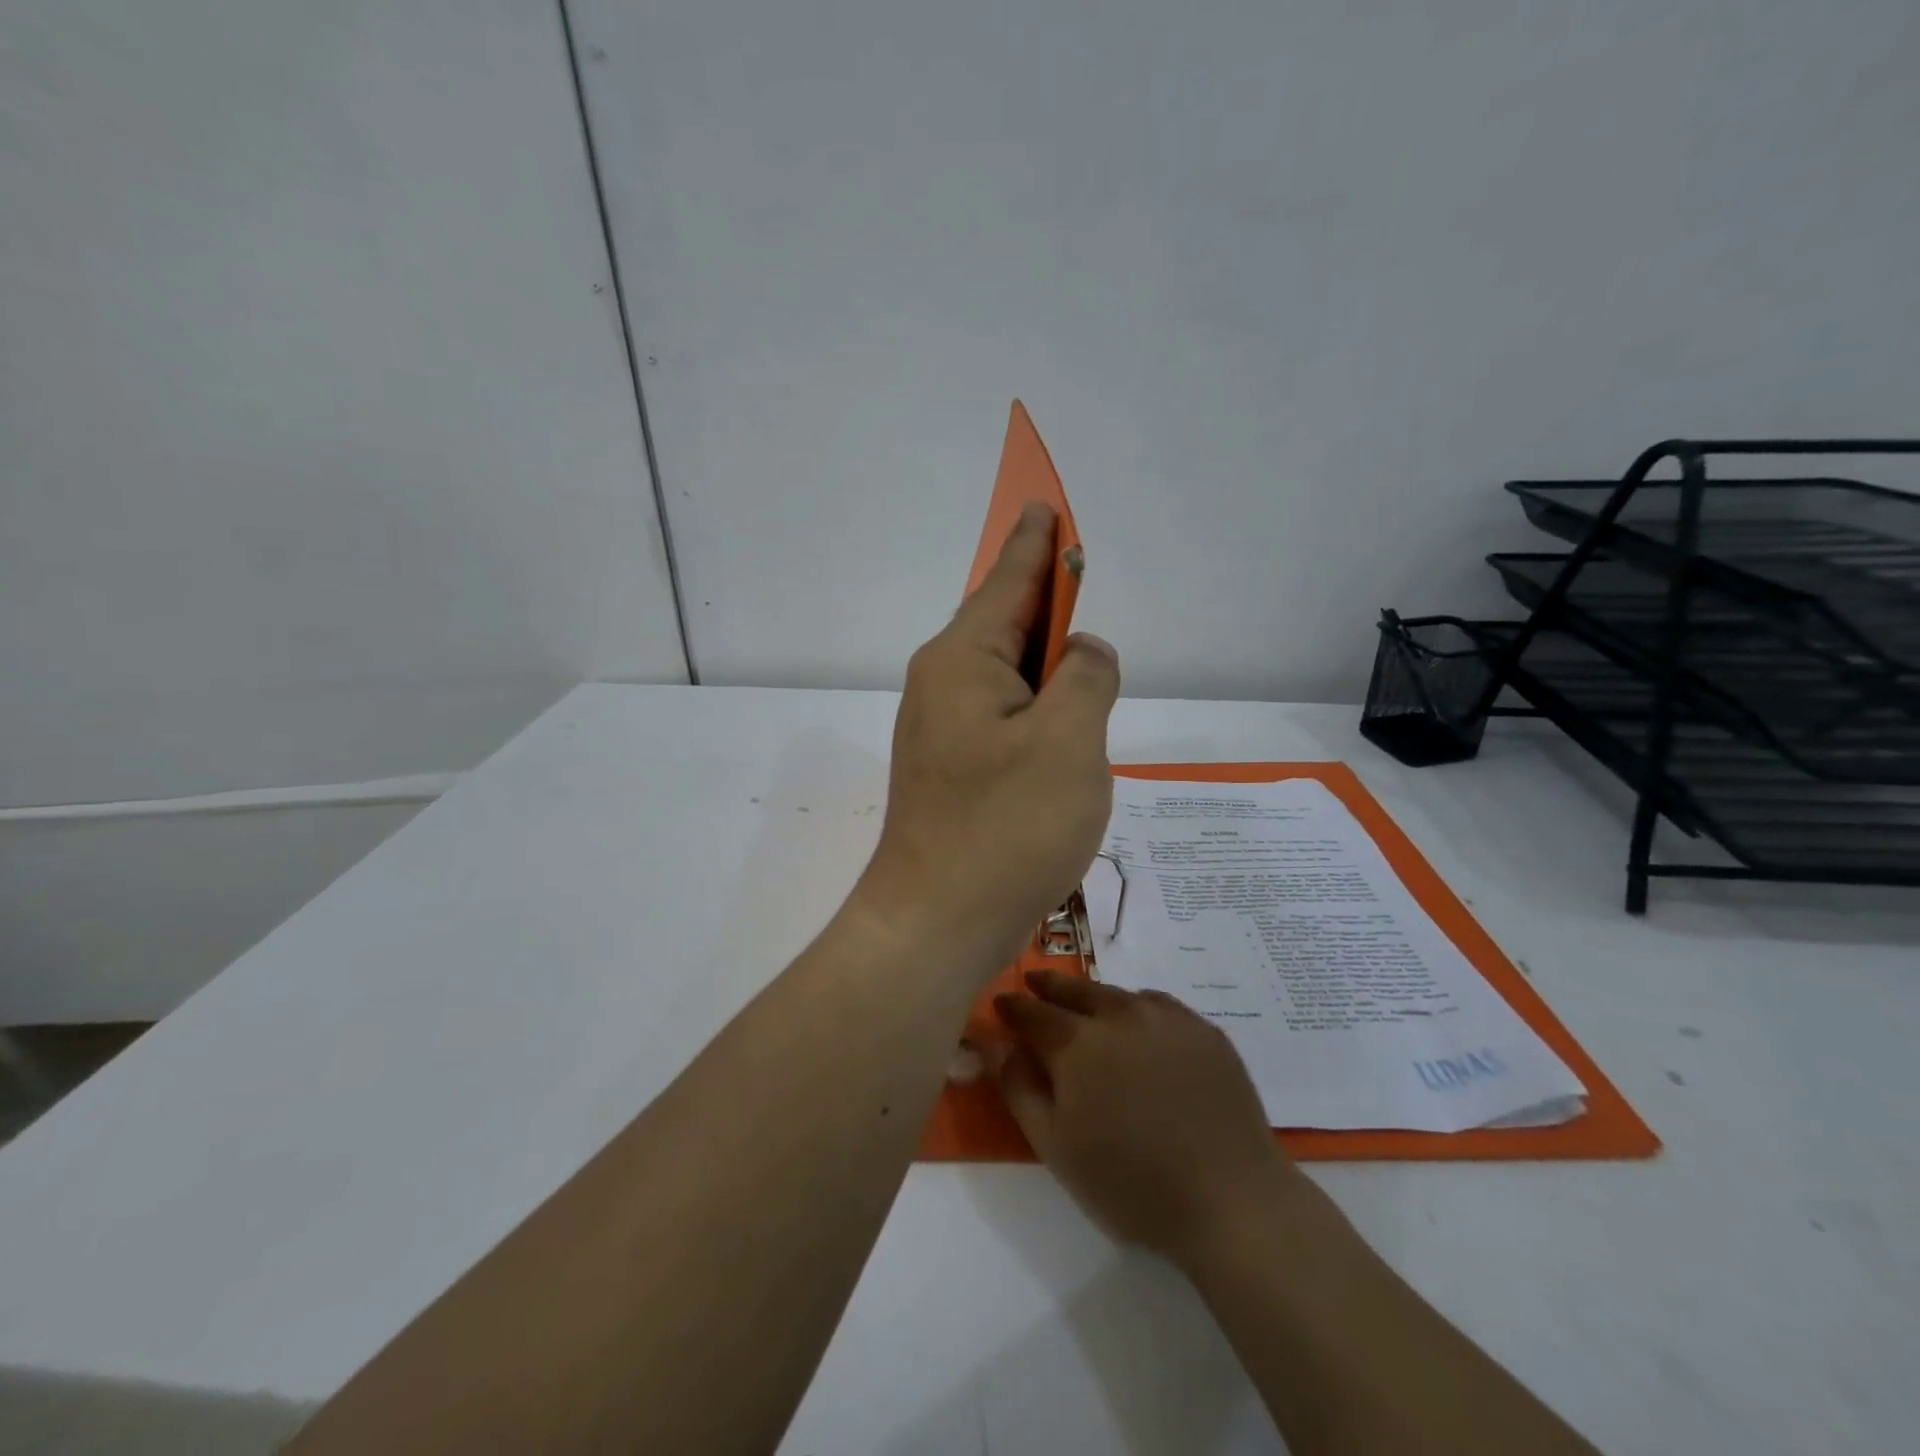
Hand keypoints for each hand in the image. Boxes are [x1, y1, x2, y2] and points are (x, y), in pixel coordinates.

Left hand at [861, 503, 1120, 966]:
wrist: (936, 921)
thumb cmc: (1007, 828)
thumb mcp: (1069, 742)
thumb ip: (1086, 678)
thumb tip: (1082, 651)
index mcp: (964, 660)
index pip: (1009, 580)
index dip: (1037, 542)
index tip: (1045, 505)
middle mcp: (943, 684)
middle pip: (1004, 622)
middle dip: (1045, 600)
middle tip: (1079, 579)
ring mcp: (942, 729)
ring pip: (1005, 673)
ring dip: (1044, 660)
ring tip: (1081, 653)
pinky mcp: (952, 768)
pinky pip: (1002, 713)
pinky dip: (1035, 704)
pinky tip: (1058, 719)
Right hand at [991, 970, 1306, 1266]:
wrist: (1229, 1199)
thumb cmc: (1131, 1182)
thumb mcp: (1056, 1147)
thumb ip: (1019, 1089)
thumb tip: (998, 1046)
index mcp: (1078, 1043)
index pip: (1033, 1012)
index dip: (1013, 1006)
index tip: (1000, 1002)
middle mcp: (1120, 1015)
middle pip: (1076, 990)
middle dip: (1050, 985)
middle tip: (1036, 982)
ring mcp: (1167, 1018)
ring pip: (1119, 994)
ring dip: (1095, 997)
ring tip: (1087, 1006)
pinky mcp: (1204, 1030)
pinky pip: (1160, 1005)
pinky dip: (1139, 1007)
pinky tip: (1142, 1026)